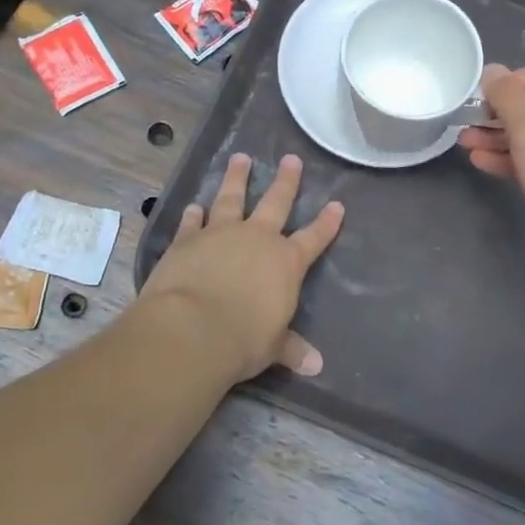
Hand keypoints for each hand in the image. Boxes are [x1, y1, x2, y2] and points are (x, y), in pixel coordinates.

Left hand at [139, 152, 344, 383]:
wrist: (191, 328)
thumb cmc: (243, 340)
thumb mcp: (273, 347)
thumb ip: (292, 349)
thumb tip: (316, 366)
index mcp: (286, 262)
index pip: (314, 238)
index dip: (327, 223)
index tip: (337, 204)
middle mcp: (257, 239)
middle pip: (276, 202)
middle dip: (286, 180)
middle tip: (291, 158)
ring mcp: (220, 233)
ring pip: (232, 197)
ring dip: (237, 178)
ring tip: (240, 158)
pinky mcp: (187, 240)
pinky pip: (192, 222)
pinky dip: (193, 214)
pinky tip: (194, 205)